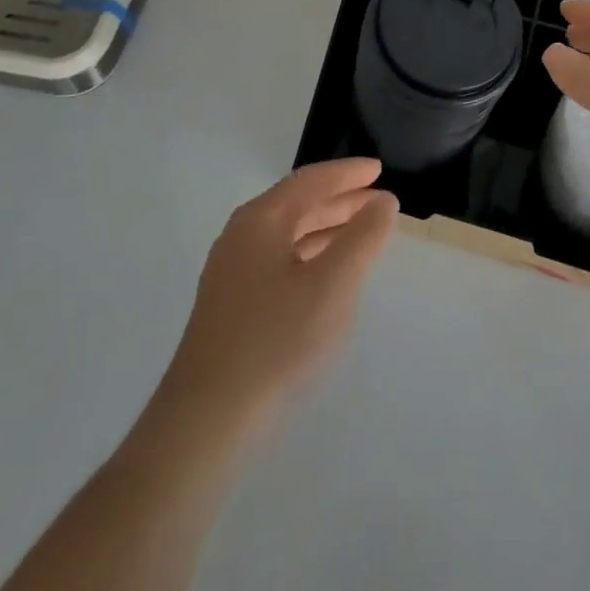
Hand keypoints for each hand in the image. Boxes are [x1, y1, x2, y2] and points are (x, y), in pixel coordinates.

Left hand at [166, 158, 398, 421]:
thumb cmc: (276, 341)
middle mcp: (241, 237)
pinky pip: (280, 261)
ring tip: (363, 232)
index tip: (379, 169)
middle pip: (297, 204)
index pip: (310, 181)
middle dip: (340, 200)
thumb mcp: (332, 285)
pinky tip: (329, 275)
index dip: (347, 173)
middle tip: (379, 200)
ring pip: (289, 235)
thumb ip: (363, 237)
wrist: (206, 421)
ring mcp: (232, 272)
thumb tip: (383, 201)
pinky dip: (311, 255)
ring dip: (327, 228)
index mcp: (260, 221)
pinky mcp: (232, 306)